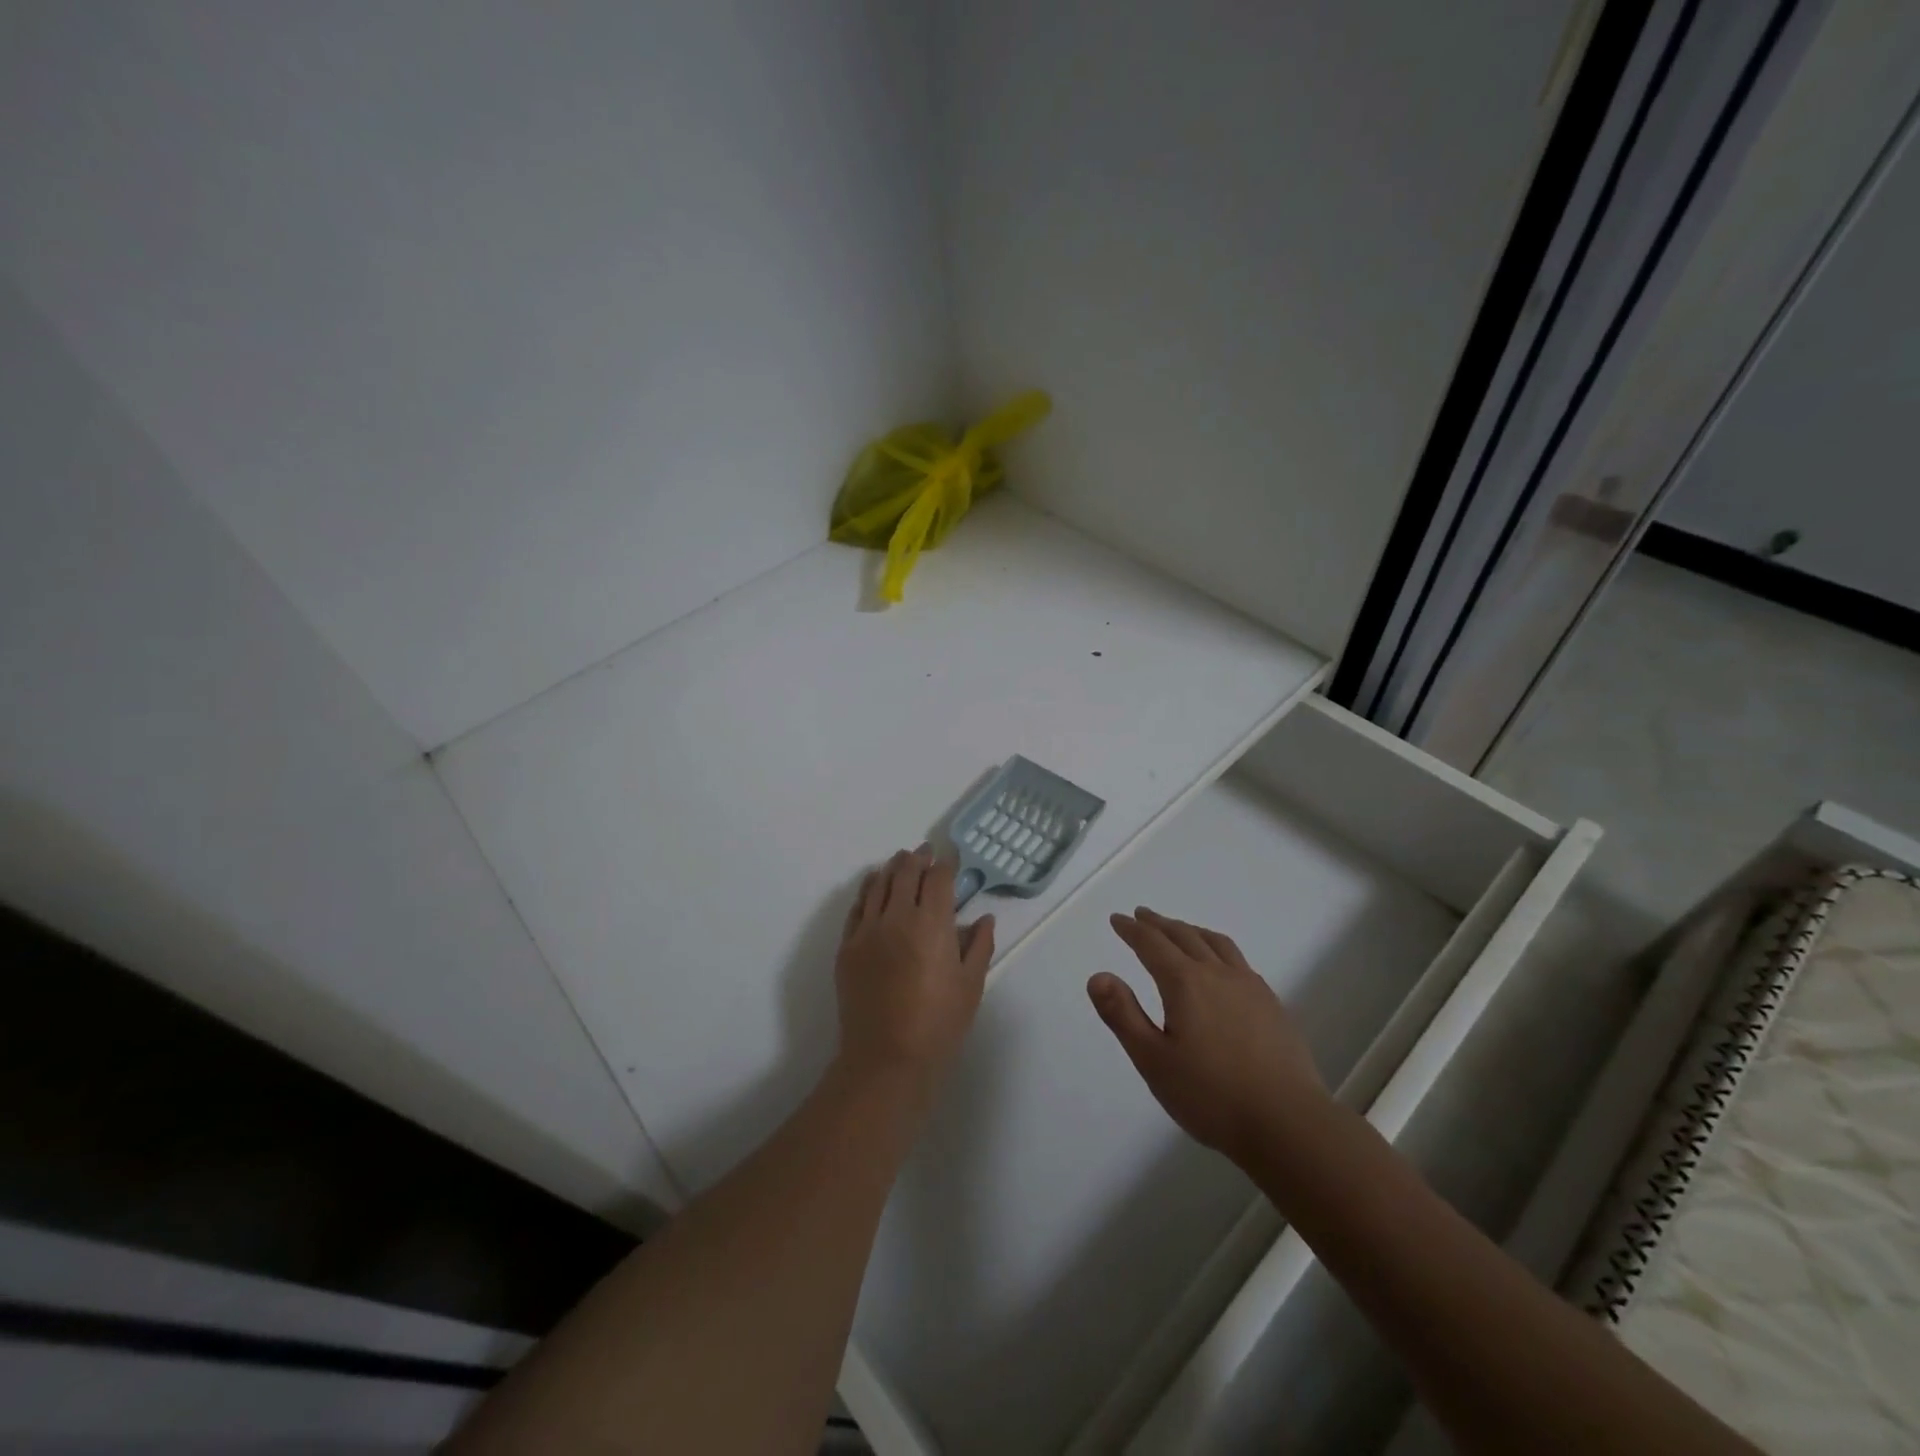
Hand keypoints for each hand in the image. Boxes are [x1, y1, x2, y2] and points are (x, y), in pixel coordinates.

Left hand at [834, 847, 994, 1090]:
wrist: (886, 1058)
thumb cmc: (938, 1024)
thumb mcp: (971, 985)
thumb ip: (979, 946)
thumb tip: (984, 918)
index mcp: (932, 924)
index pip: (938, 879)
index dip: (946, 865)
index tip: (951, 860)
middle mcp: (897, 917)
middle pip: (905, 873)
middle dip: (918, 858)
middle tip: (925, 853)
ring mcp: (867, 930)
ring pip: (878, 884)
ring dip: (892, 868)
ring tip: (900, 860)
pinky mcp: (847, 947)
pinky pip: (857, 907)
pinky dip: (867, 889)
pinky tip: (873, 885)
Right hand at [1090, 907, 1328, 1165]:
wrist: (1288, 1123)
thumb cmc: (1211, 1095)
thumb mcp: (1153, 1060)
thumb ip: (1123, 1015)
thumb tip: (1098, 976)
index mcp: (1185, 983)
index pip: (1152, 944)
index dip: (1132, 930)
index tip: (1118, 919)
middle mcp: (1217, 974)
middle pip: (1184, 936)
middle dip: (1159, 924)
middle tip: (1142, 916)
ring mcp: (1250, 987)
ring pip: (1216, 943)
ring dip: (1191, 931)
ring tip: (1180, 930)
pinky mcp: (1272, 1005)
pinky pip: (1238, 960)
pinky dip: (1218, 949)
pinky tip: (1221, 966)